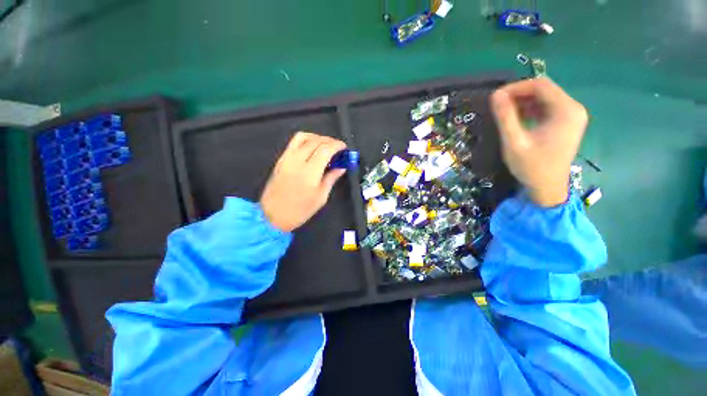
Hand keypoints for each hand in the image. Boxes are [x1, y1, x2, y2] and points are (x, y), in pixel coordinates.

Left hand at [260, 132, 346, 231]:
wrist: (272, 216)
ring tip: (325, 145)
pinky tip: (312, 149)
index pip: (325, 149)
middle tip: (338, 148)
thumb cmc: (300, 210)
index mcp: (309, 172)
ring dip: (317, 138)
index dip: (337, 145)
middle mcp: (297, 161)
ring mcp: (286, 158)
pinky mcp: (280, 160)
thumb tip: (341, 167)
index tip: (344, 148)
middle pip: (315, 141)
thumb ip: (331, 178)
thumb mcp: (321, 197)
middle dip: (329, 141)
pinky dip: (306, 140)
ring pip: (303, 137)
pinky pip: (294, 142)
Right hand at [491, 78, 588, 206]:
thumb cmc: (531, 167)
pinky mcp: (566, 123)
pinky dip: (530, 110)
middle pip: (544, 90)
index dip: (516, 87)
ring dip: (523, 103)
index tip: (495, 98)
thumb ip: (505, 117)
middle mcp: (573, 109)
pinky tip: (517, 120)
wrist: (547, 188)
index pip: (540, 85)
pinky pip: (547, 108)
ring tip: (504, 114)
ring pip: (545, 98)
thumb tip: (495, 95)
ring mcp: (572, 116)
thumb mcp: (514, 142)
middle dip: (519, 95)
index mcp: (566, 111)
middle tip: (498, 106)